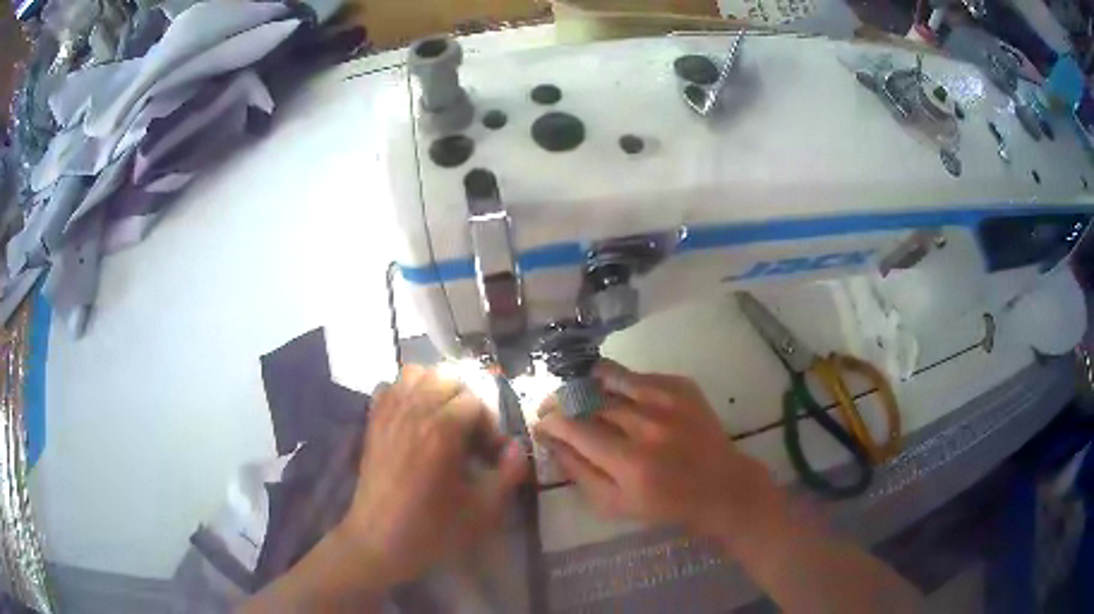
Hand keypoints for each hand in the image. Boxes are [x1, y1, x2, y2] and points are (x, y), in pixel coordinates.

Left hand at [335, 364, 526, 587]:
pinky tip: (414, 419)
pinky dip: (405, 393)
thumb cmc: (431, 529)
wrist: (378, 541)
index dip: (489, 425)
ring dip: (436, 388)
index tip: (491, 454)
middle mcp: (412, 412)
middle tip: (471, 435)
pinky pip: (390, 387)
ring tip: (444, 419)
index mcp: (440, 431)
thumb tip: (518, 447)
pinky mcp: (372, 422)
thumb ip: (507, 474)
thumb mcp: (481, 510)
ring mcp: (388, 414)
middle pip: (447, 377)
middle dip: (466, 400)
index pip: (474, 401)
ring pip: (415, 373)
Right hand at [534, 360, 776, 534]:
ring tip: (580, 393)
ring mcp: (668, 400)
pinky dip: (619, 383)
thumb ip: (578, 472)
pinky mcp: (682, 386)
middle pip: (589, 399)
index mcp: (630, 461)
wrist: (721, 486)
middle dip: (563, 401)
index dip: (550, 421)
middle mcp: (648, 425)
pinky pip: (637, 375)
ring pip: (610, 376)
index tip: (540, 421)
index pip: (575, 428)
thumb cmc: (665, 504)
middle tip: (555, 408)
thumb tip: (550, 441)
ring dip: (587, 384)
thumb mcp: (614, 504)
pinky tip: (617, 397)